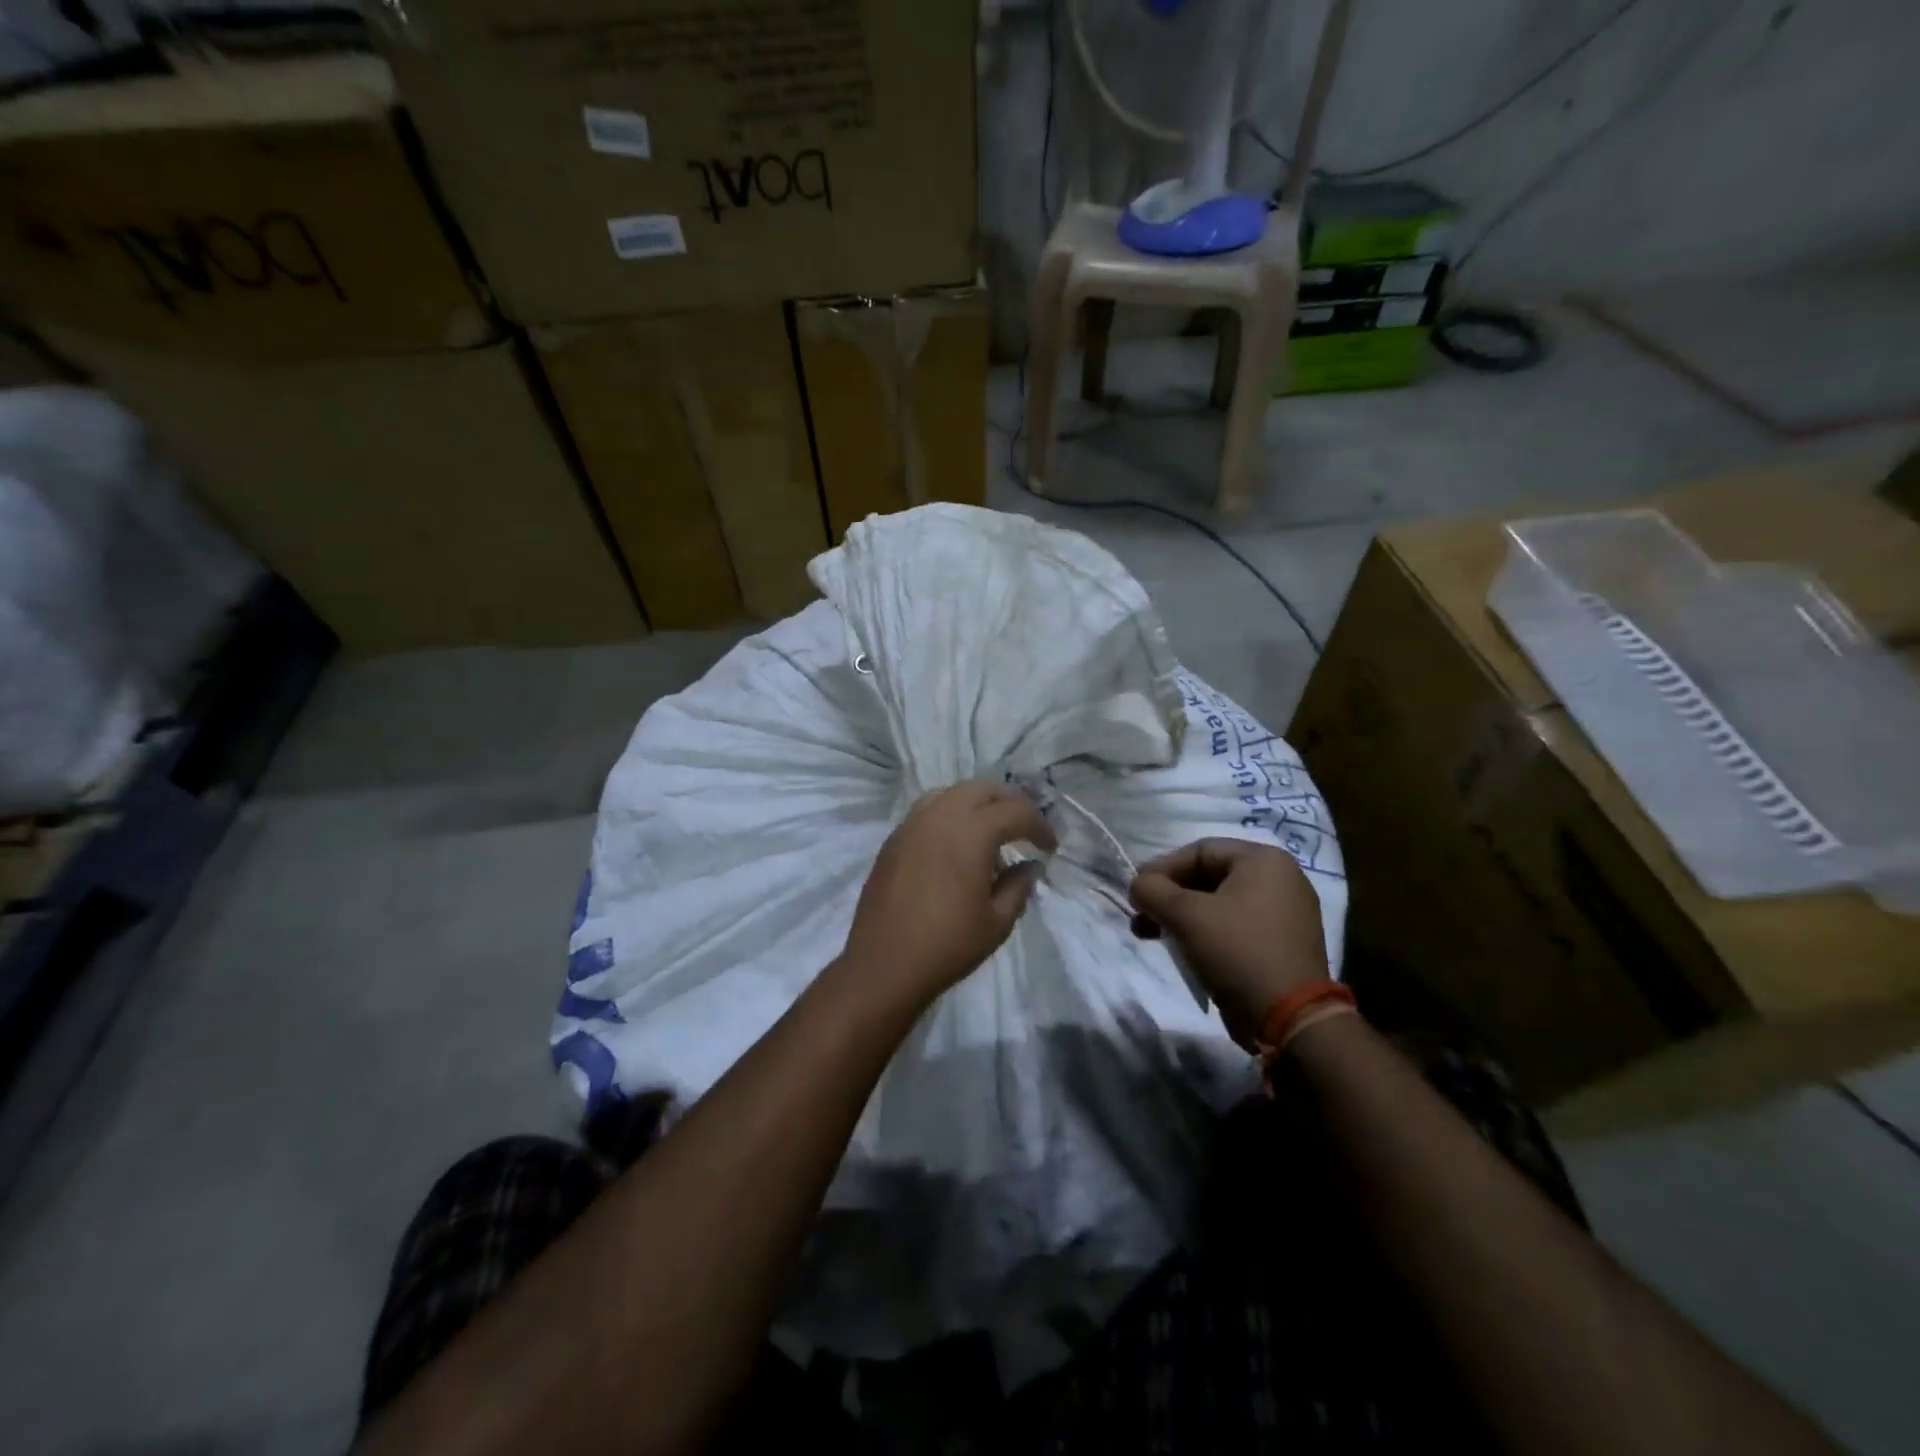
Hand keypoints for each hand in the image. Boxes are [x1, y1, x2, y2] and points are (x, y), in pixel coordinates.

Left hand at [842, 782, 1057, 1007]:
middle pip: (982, 789)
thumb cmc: (947, 945)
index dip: (1039, 825)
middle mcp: (939, 817)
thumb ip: (1019, 886)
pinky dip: (950, 816)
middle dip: (1009, 803)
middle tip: (1025, 827)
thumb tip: (1030, 866)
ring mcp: (911, 825)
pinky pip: (927, 811)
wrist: (883, 965)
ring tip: (991, 832)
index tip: (1050, 847)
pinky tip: (956, 845)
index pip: (1015, 811)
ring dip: (977, 804)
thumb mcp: (997, 921)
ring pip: (951, 794)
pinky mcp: (893, 840)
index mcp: (970, 832)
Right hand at [1129, 838, 1328, 1049]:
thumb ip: (1152, 890)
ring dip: (1182, 916)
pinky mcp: (1282, 944)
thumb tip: (1139, 886)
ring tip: (1152, 936)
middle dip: (1169, 897)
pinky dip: (1205, 932)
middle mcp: (1281, 879)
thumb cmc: (1237, 952)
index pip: (1199, 851)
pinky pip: (1234, 926)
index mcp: (1264, 860)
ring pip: (1219, 904)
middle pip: (1209, 876)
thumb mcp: (1185, 915)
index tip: (1138, 894)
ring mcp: (1285, 913)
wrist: (1291, 1019)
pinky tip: (1183, 950)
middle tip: (1142, 917)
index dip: (1162, 869)